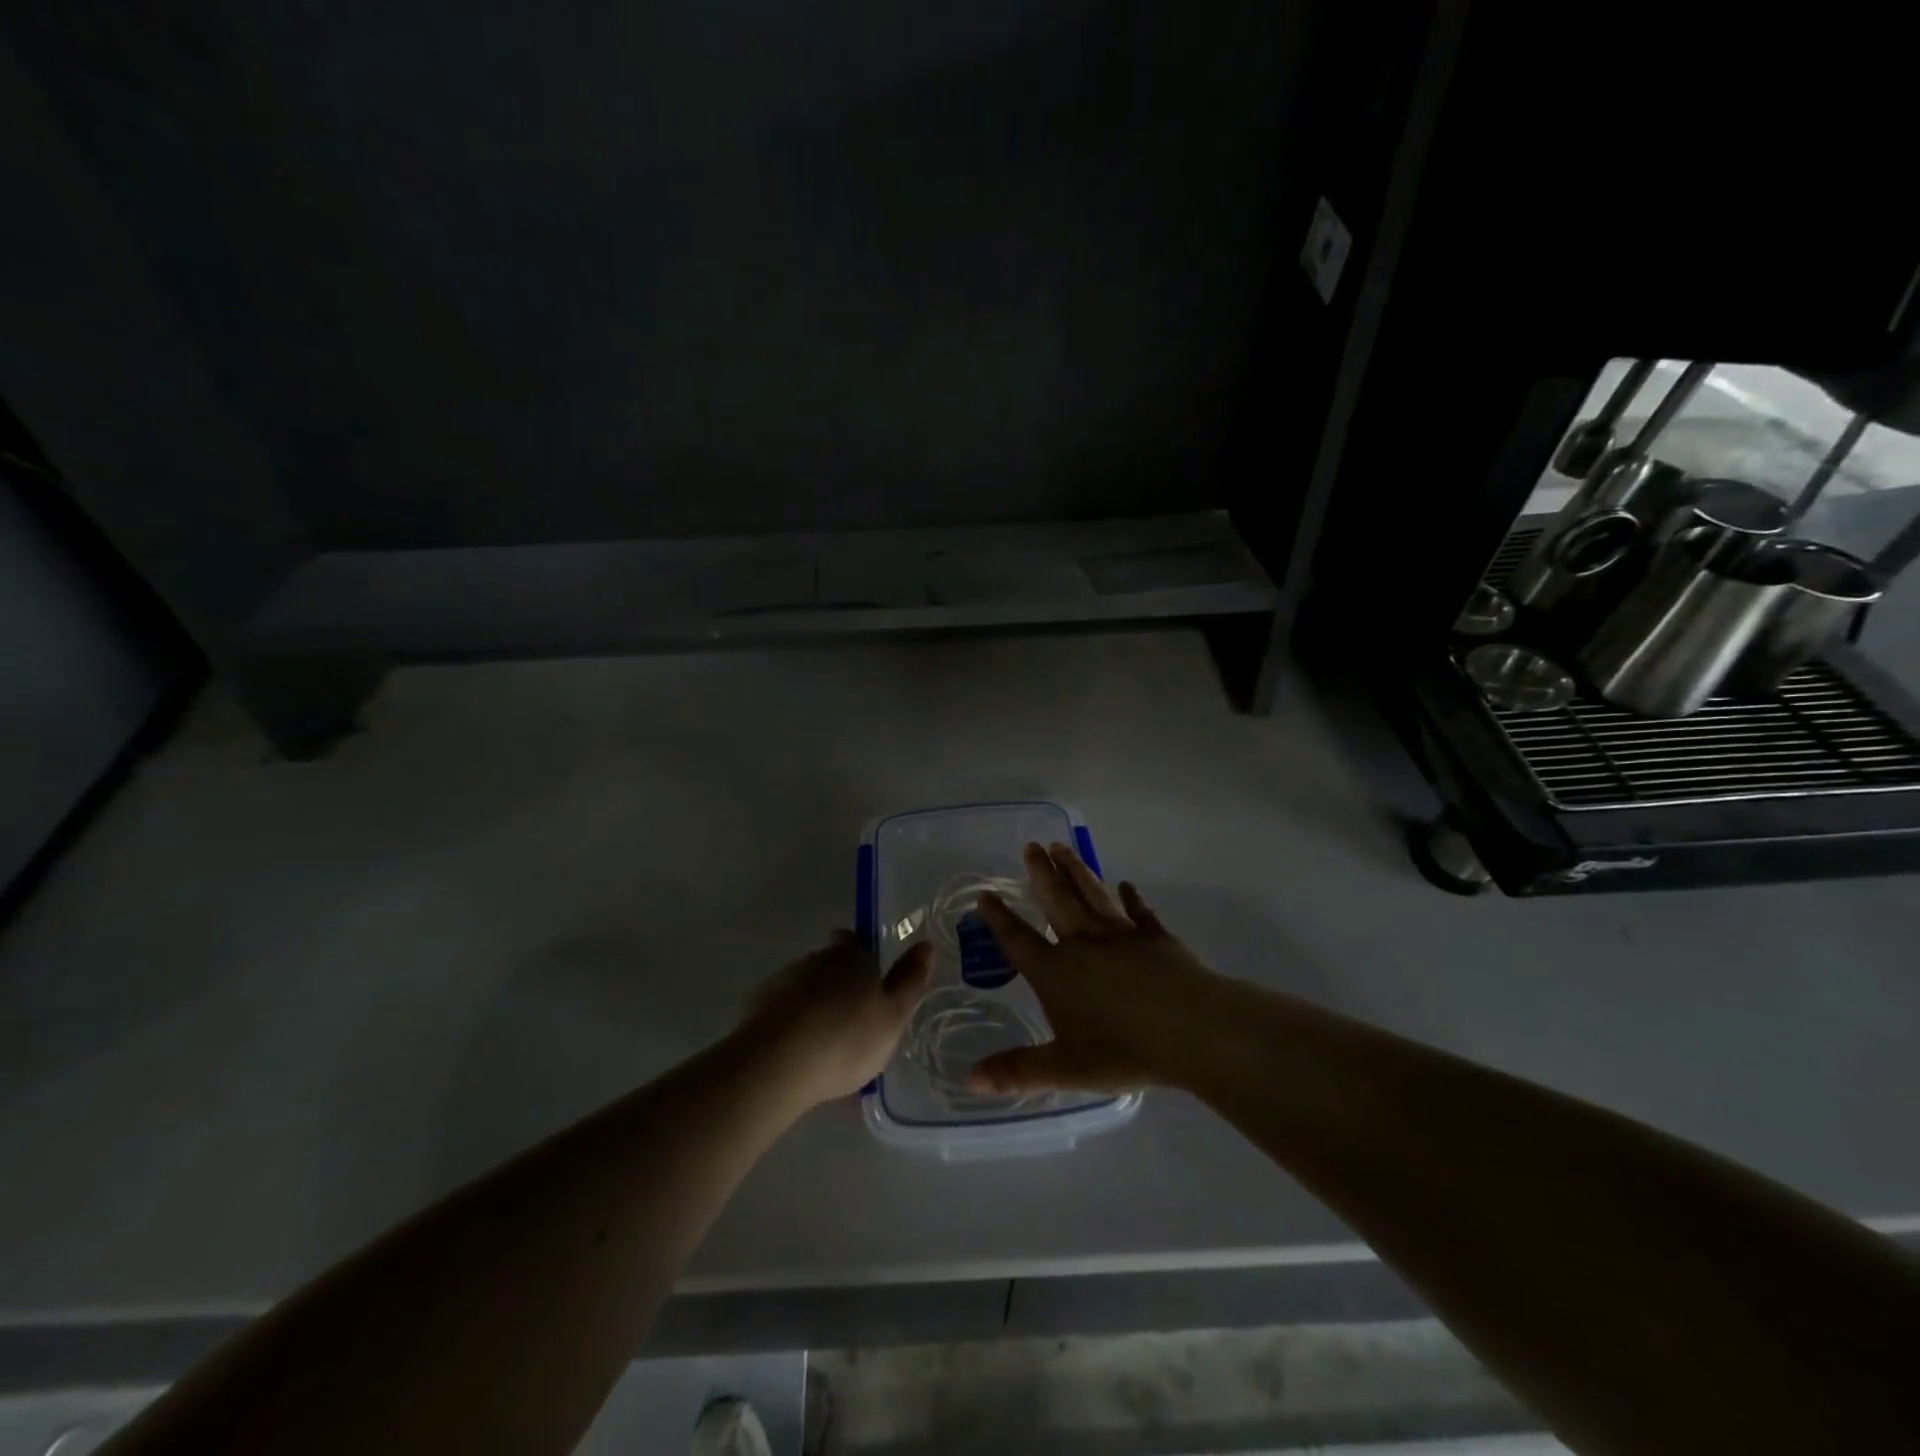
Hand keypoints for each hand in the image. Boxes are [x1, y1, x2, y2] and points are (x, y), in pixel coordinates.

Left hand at [740, 932, 933, 1107]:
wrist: (778, 1063)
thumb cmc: (848, 1037)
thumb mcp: (894, 1014)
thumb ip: (910, 980)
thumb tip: (926, 944)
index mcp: (851, 956)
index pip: (852, 940)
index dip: (859, 954)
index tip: (867, 977)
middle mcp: (815, 960)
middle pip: (828, 964)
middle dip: (837, 985)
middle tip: (852, 1020)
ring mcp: (782, 983)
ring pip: (804, 989)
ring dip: (814, 1008)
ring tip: (825, 1046)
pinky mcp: (757, 1010)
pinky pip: (782, 1014)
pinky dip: (792, 1028)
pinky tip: (799, 1057)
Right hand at [968, 842, 1216, 1096]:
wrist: (1191, 1030)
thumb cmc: (1123, 1050)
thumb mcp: (1064, 1068)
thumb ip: (1018, 1071)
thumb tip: (971, 1080)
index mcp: (1056, 972)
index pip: (1019, 940)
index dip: (1000, 918)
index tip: (986, 894)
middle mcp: (1084, 943)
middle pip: (1057, 900)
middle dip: (1042, 873)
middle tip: (1031, 846)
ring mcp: (1122, 936)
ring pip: (1093, 895)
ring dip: (1077, 871)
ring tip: (1063, 847)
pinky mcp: (1156, 938)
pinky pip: (1139, 912)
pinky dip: (1132, 898)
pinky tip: (1127, 886)